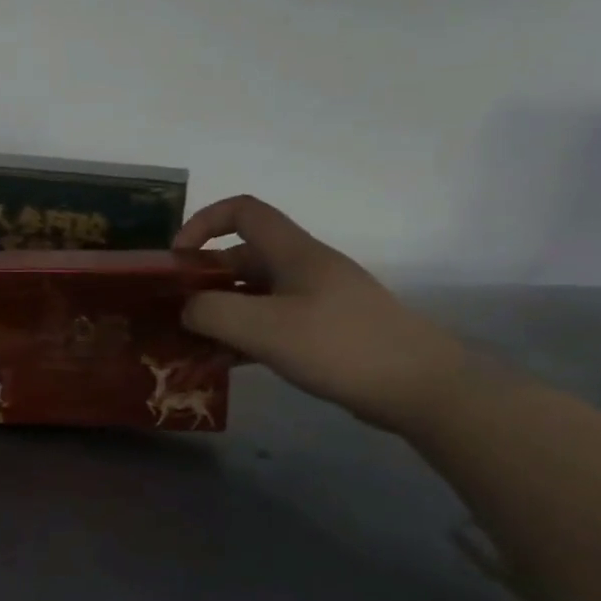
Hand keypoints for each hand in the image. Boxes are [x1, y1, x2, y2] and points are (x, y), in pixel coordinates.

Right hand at [174, 196, 474, 433]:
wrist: (423, 388)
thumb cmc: (340, 346)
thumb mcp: (263, 328)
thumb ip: (211, 312)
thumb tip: (186, 309)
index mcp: (292, 252)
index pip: (242, 211)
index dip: (203, 223)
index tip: (177, 258)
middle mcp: (304, 268)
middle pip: (242, 257)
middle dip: (204, 280)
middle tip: (177, 313)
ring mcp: (317, 301)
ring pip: (255, 294)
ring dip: (222, 313)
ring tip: (193, 343)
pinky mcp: (326, 332)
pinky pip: (272, 323)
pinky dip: (244, 335)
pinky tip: (227, 362)